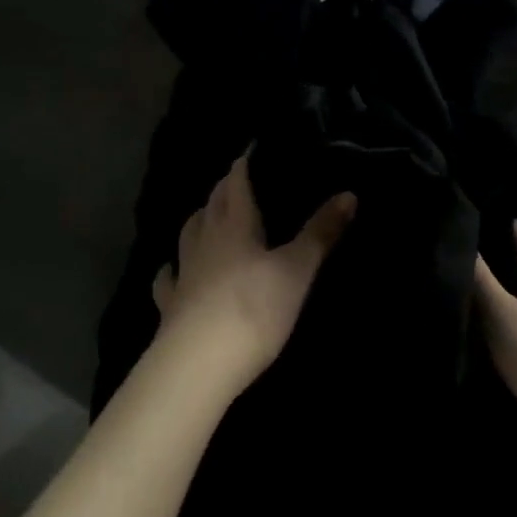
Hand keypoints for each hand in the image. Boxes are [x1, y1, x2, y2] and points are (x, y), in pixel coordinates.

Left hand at [153, 153, 355, 395]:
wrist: (199, 365)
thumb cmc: (253, 309)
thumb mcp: (297, 270)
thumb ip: (321, 233)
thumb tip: (349, 194)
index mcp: (235, 225)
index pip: (236, 184)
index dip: (242, 167)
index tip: (249, 151)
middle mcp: (205, 241)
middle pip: (211, 205)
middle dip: (223, 190)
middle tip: (235, 181)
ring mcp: (183, 273)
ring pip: (188, 235)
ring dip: (198, 220)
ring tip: (206, 216)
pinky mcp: (170, 305)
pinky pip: (168, 279)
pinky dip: (171, 269)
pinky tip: (171, 270)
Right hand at [474, 222, 516, 470]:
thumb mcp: (503, 313)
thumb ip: (481, 278)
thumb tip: (461, 236)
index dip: (510, 227)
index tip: (488, 208)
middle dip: (500, 258)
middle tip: (466, 242)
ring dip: (499, 292)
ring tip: (467, 282)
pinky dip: (500, 321)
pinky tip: (482, 328)